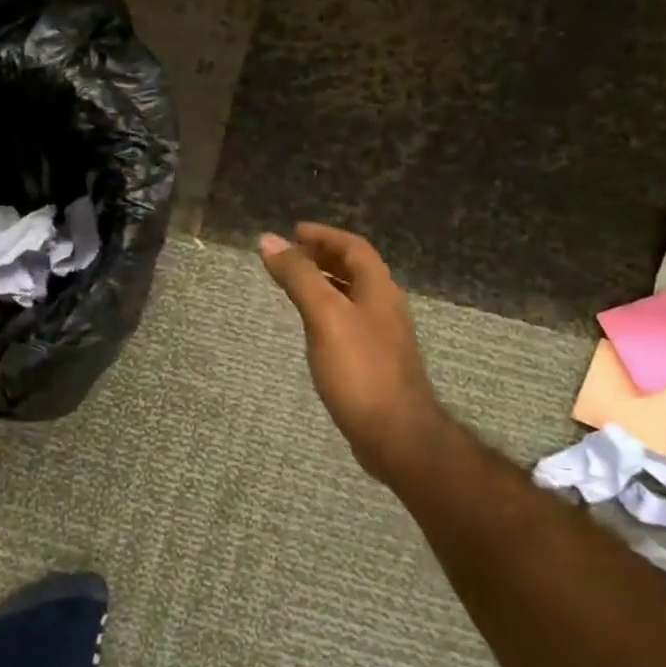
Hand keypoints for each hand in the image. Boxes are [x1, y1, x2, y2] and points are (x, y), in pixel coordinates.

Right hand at [260, 223, 450, 481]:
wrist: (396, 434)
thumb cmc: (360, 369)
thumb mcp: (325, 316)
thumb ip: (299, 277)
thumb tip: (269, 240)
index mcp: (379, 289)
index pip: (354, 247)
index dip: (324, 236)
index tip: (294, 233)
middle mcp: (386, 307)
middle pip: (356, 270)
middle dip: (324, 257)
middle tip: (290, 256)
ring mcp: (383, 337)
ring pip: (353, 297)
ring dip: (326, 284)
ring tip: (295, 285)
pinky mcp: (376, 362)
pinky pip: (349, 322)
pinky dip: (328, 311)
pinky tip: (312, 328)